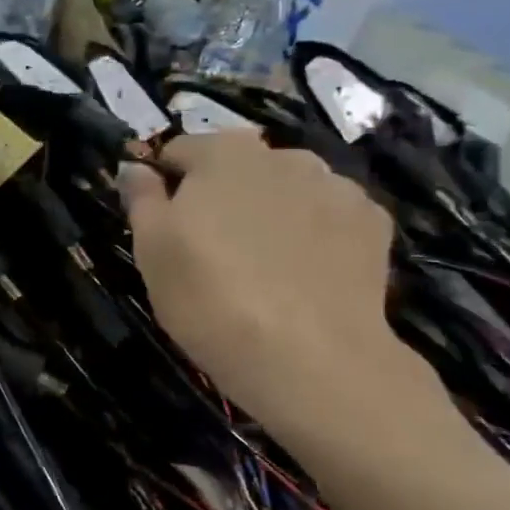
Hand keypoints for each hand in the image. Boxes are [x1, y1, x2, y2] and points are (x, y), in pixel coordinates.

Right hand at [121, 133, 418, 445]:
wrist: (310, 358)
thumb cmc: (209, 296)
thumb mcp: (151, 248)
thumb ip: (141, 196)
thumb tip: (135, 166)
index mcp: (222, 152)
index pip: (180, 151)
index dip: (166, 184)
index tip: (164, 224)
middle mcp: (283, 156)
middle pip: (238, 166)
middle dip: (223, 193)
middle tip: (212, 247)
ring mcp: (335, 187)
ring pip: (287, 189)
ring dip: (271, 210)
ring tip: (263, 263)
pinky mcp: (374, 224)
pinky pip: (328, 217)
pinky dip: (315, 233)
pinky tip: (304, 273)